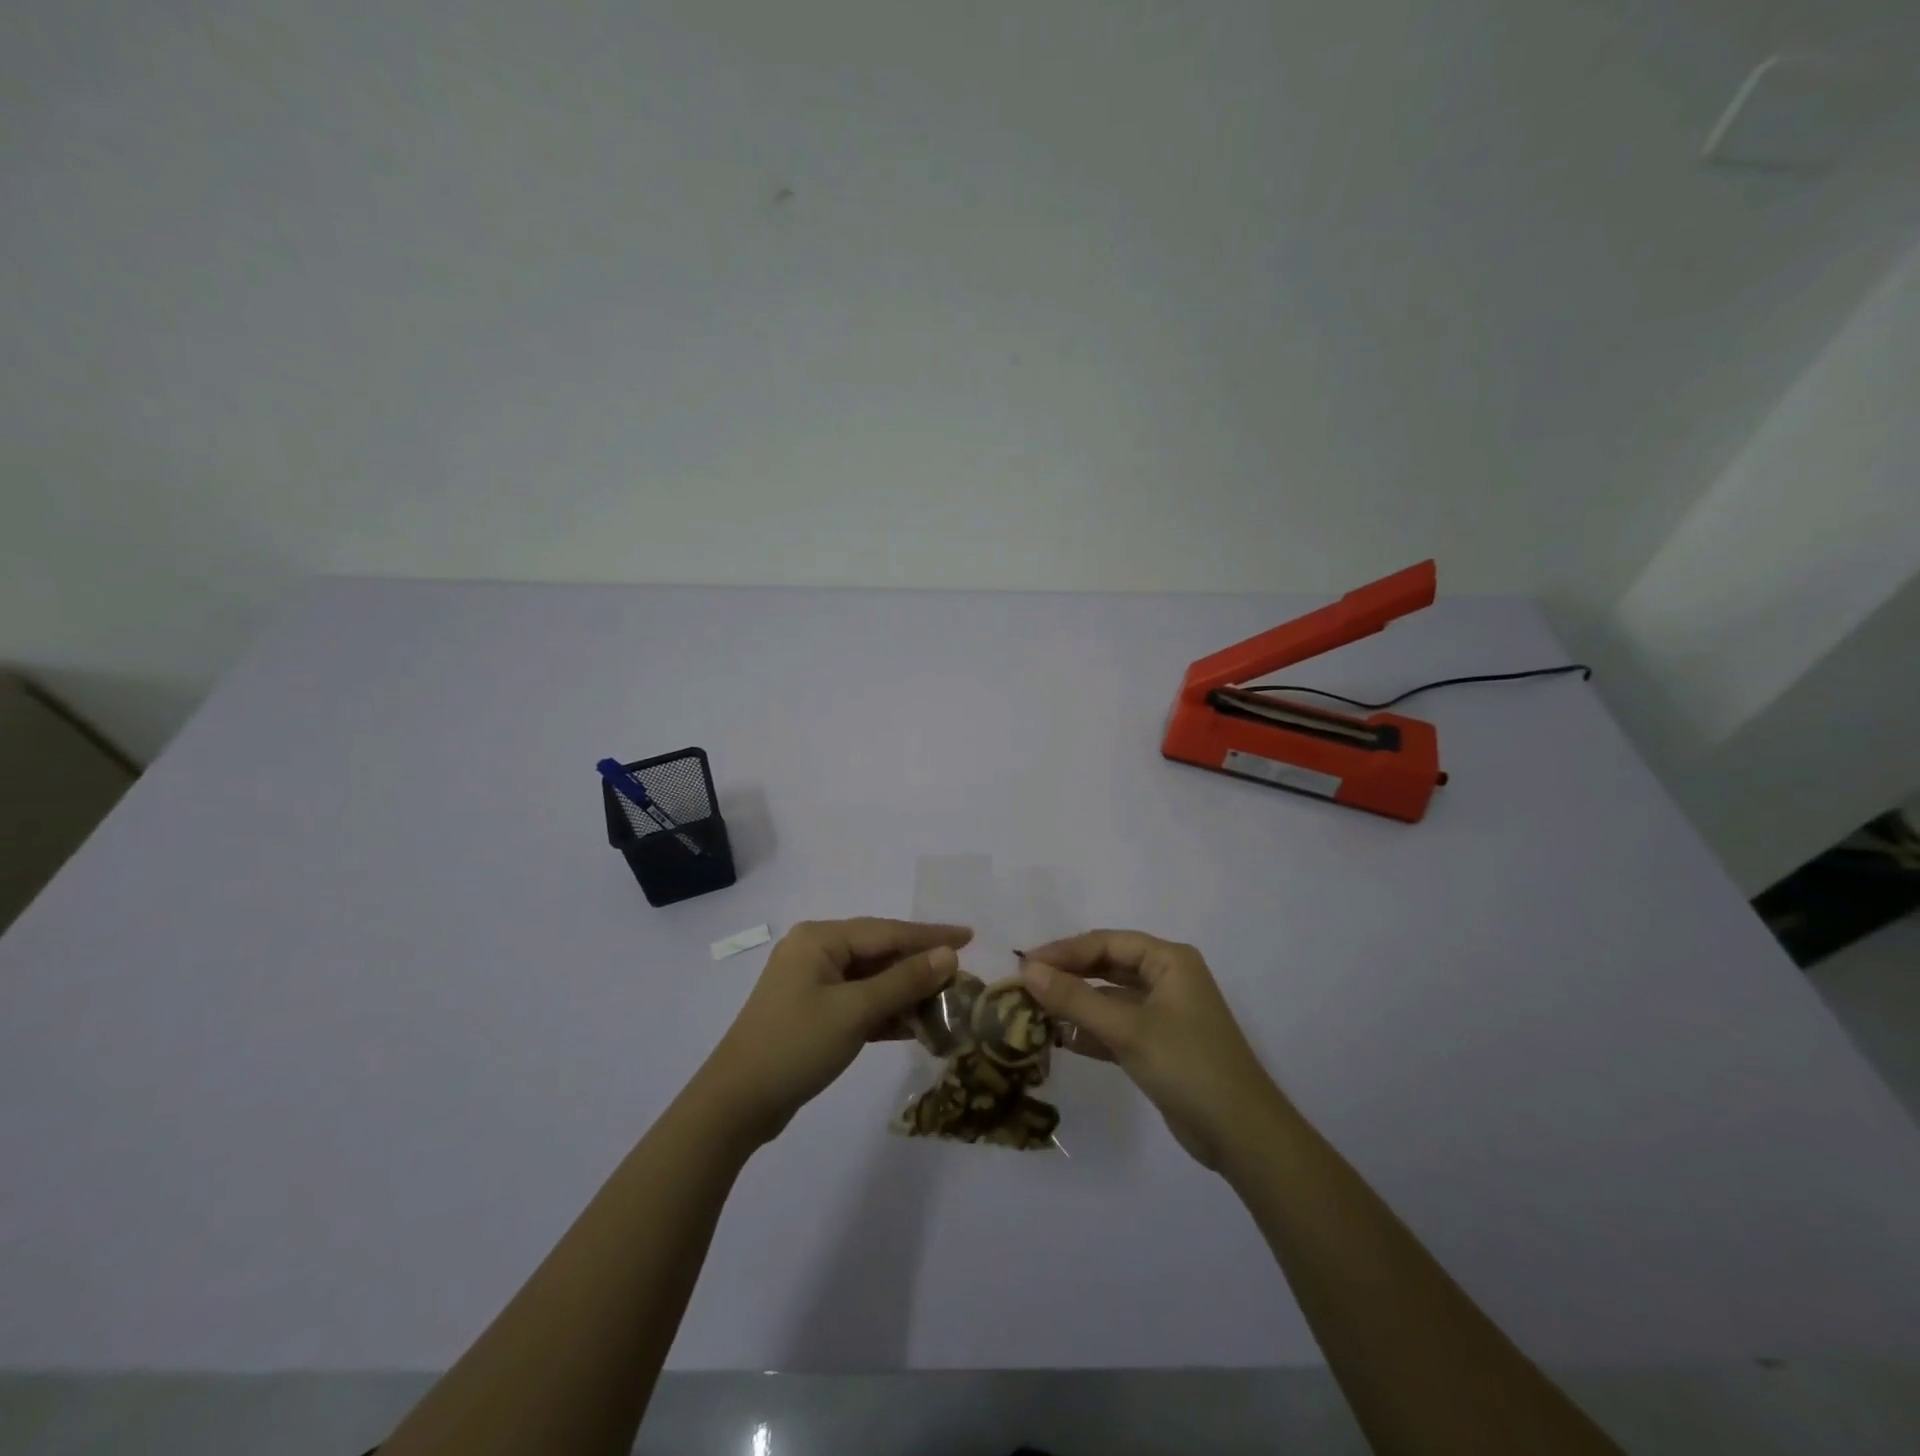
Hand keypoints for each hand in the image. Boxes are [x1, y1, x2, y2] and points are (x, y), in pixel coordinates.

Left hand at [694, 918, 971, 1147]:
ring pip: (872, 980)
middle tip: (962, 976)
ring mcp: (813, 984)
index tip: (970, 936)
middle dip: (920, 967)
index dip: (931, 936)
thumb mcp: (855, 1011)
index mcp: (820, 938)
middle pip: (880, 953)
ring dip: (906, 994)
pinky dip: (886, 1014)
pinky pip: (860, 1003)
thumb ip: (904, 981)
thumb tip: (948, 955)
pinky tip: (916, 1027)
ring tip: (947, 1005)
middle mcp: (816, 952)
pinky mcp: (814, 1014)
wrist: (736, 1104)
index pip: (888, 931)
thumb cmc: (796, 1046)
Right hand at [1020, 930, 1280, 1169]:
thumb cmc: (1188, 1066)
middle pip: (1106, 966)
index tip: (1024, 964)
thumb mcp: (1127, 1029)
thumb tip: (1026, 970)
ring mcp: (1163, 1013)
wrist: (1242, 1135)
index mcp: (1169, 960)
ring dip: (1074, 1004)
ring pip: (1108, 998)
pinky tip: (1057, 1039)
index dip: (1064, 950)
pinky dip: (1088, 1031)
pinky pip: (1115, 1026)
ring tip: (1031, 1011)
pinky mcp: (1157, 1045)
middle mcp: (1167, 978)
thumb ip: (1075, 999)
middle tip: (1023, 985)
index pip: (1106, 943)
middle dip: (1066, 975)